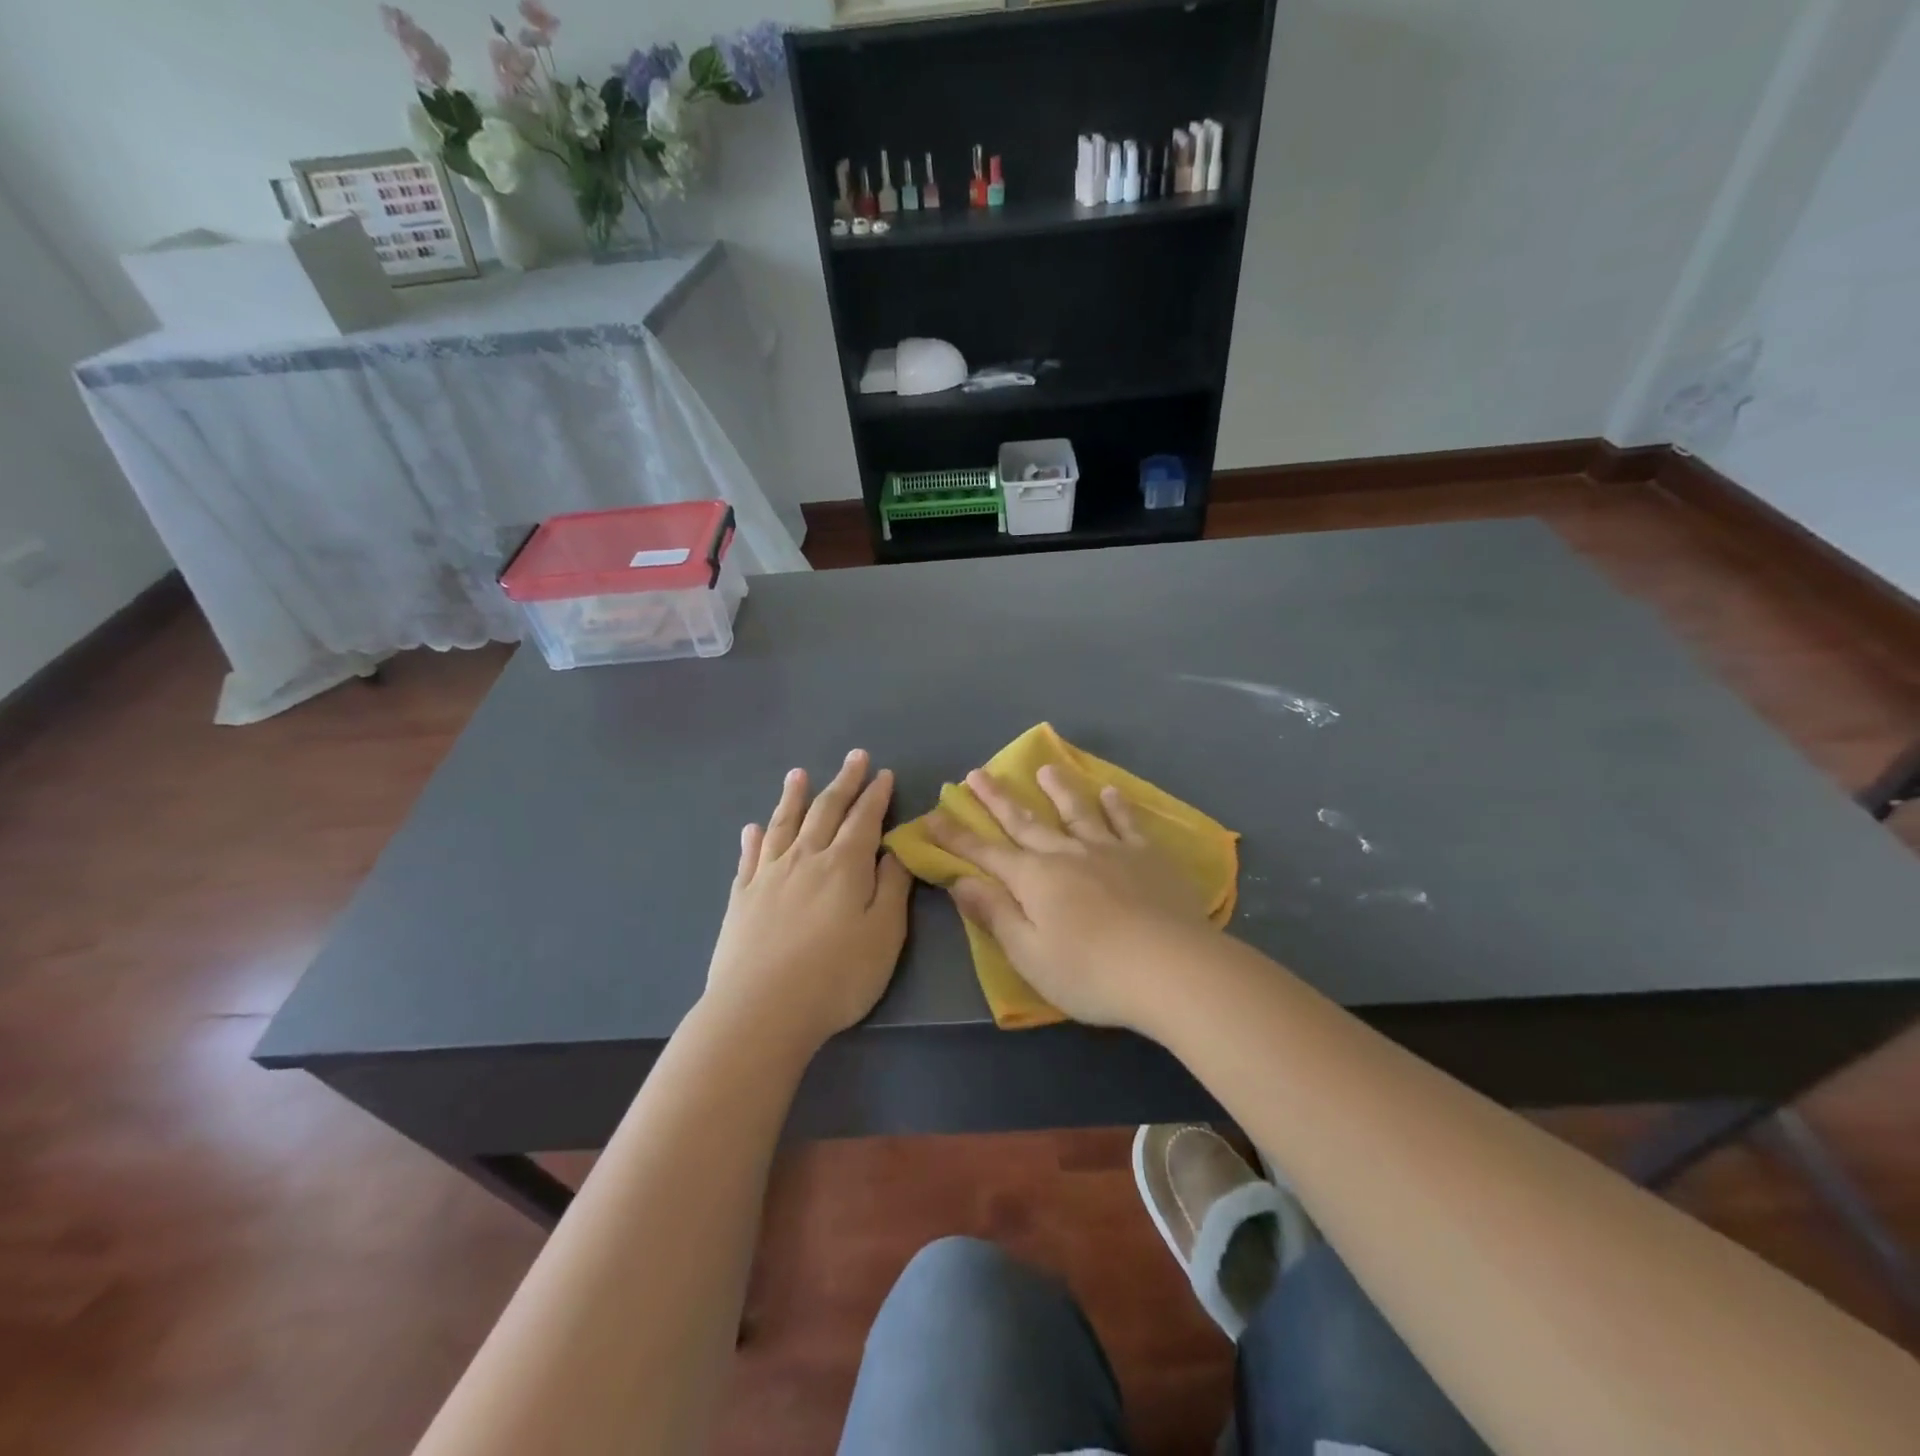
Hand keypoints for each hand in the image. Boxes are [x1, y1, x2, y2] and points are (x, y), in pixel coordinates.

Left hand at [704, 750, 912, 1053]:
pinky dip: (754, 838)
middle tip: (854, 757)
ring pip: (784, 824)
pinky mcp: (741, 898)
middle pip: (826, 810)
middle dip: (843, 782)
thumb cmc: (836, 976)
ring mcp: (769, 875)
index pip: (864, 819)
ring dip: (793, 797)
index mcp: (845, 865)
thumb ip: (892, 888)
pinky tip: (753, 828)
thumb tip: (896, 850)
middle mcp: (806, 858)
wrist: (761, 1009)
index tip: (883, 773)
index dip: (876, 795)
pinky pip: (749, 857)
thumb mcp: (884, 935)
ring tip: (798, 773)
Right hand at [927, 763, 1217, 1029]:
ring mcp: (1109, 850)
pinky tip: (1110, 792)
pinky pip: (1126, 823)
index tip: (933, 815)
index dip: (956, 836)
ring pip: (1076, 811)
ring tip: (1045, 769)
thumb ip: (995, 914)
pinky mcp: (1147, 856)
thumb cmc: (1091, 972)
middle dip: (997, 799)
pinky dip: (1115, 806)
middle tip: (977, 774)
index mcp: (1034, 879)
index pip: (985, 853)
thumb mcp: (1029, 954)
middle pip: (1024, 822)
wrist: (1171, 968)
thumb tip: (961, 881)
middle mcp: (1066, 854)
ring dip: (1057, 789)